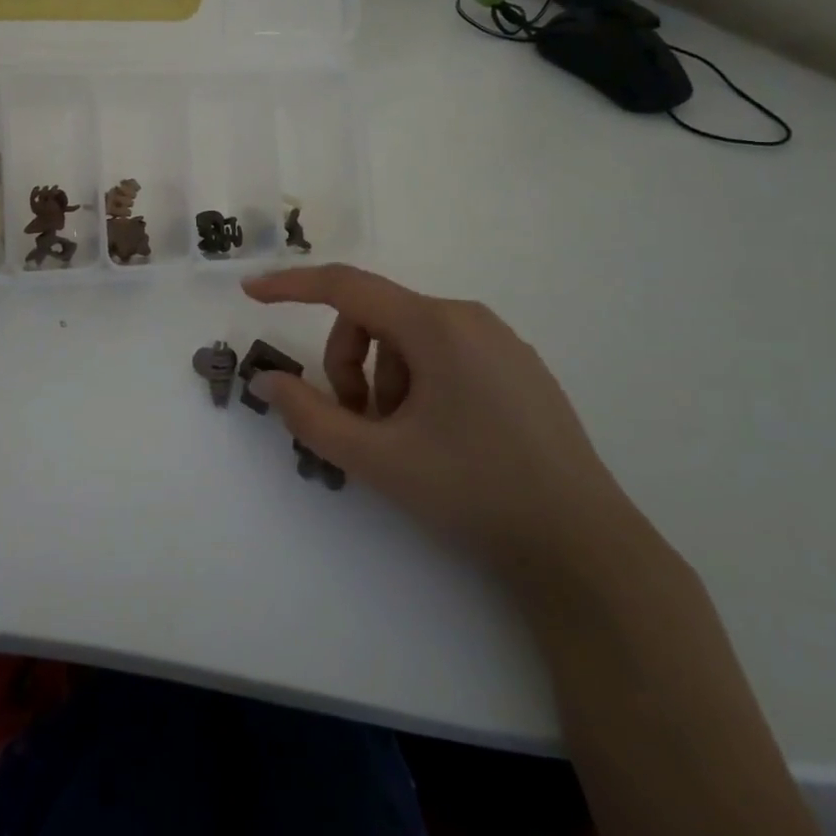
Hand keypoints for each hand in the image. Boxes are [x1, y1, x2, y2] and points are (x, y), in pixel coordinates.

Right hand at [241, 264, 640, 581]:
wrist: (584, 549)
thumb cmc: (474, 492)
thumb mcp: (378, 459)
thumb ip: (311, 416)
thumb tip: (268, 382)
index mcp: (436, 326)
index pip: (346, 286)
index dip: (291, 286)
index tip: (251, 295)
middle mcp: (468, 318)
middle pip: (375, 318)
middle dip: (349, 364)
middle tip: (358, 424)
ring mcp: (499, 341)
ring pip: (408, 340)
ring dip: (383, 381)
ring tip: (401, 441)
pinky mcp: (517, 367)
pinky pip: (443, 354)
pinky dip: (416, 384)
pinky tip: (435, 437)